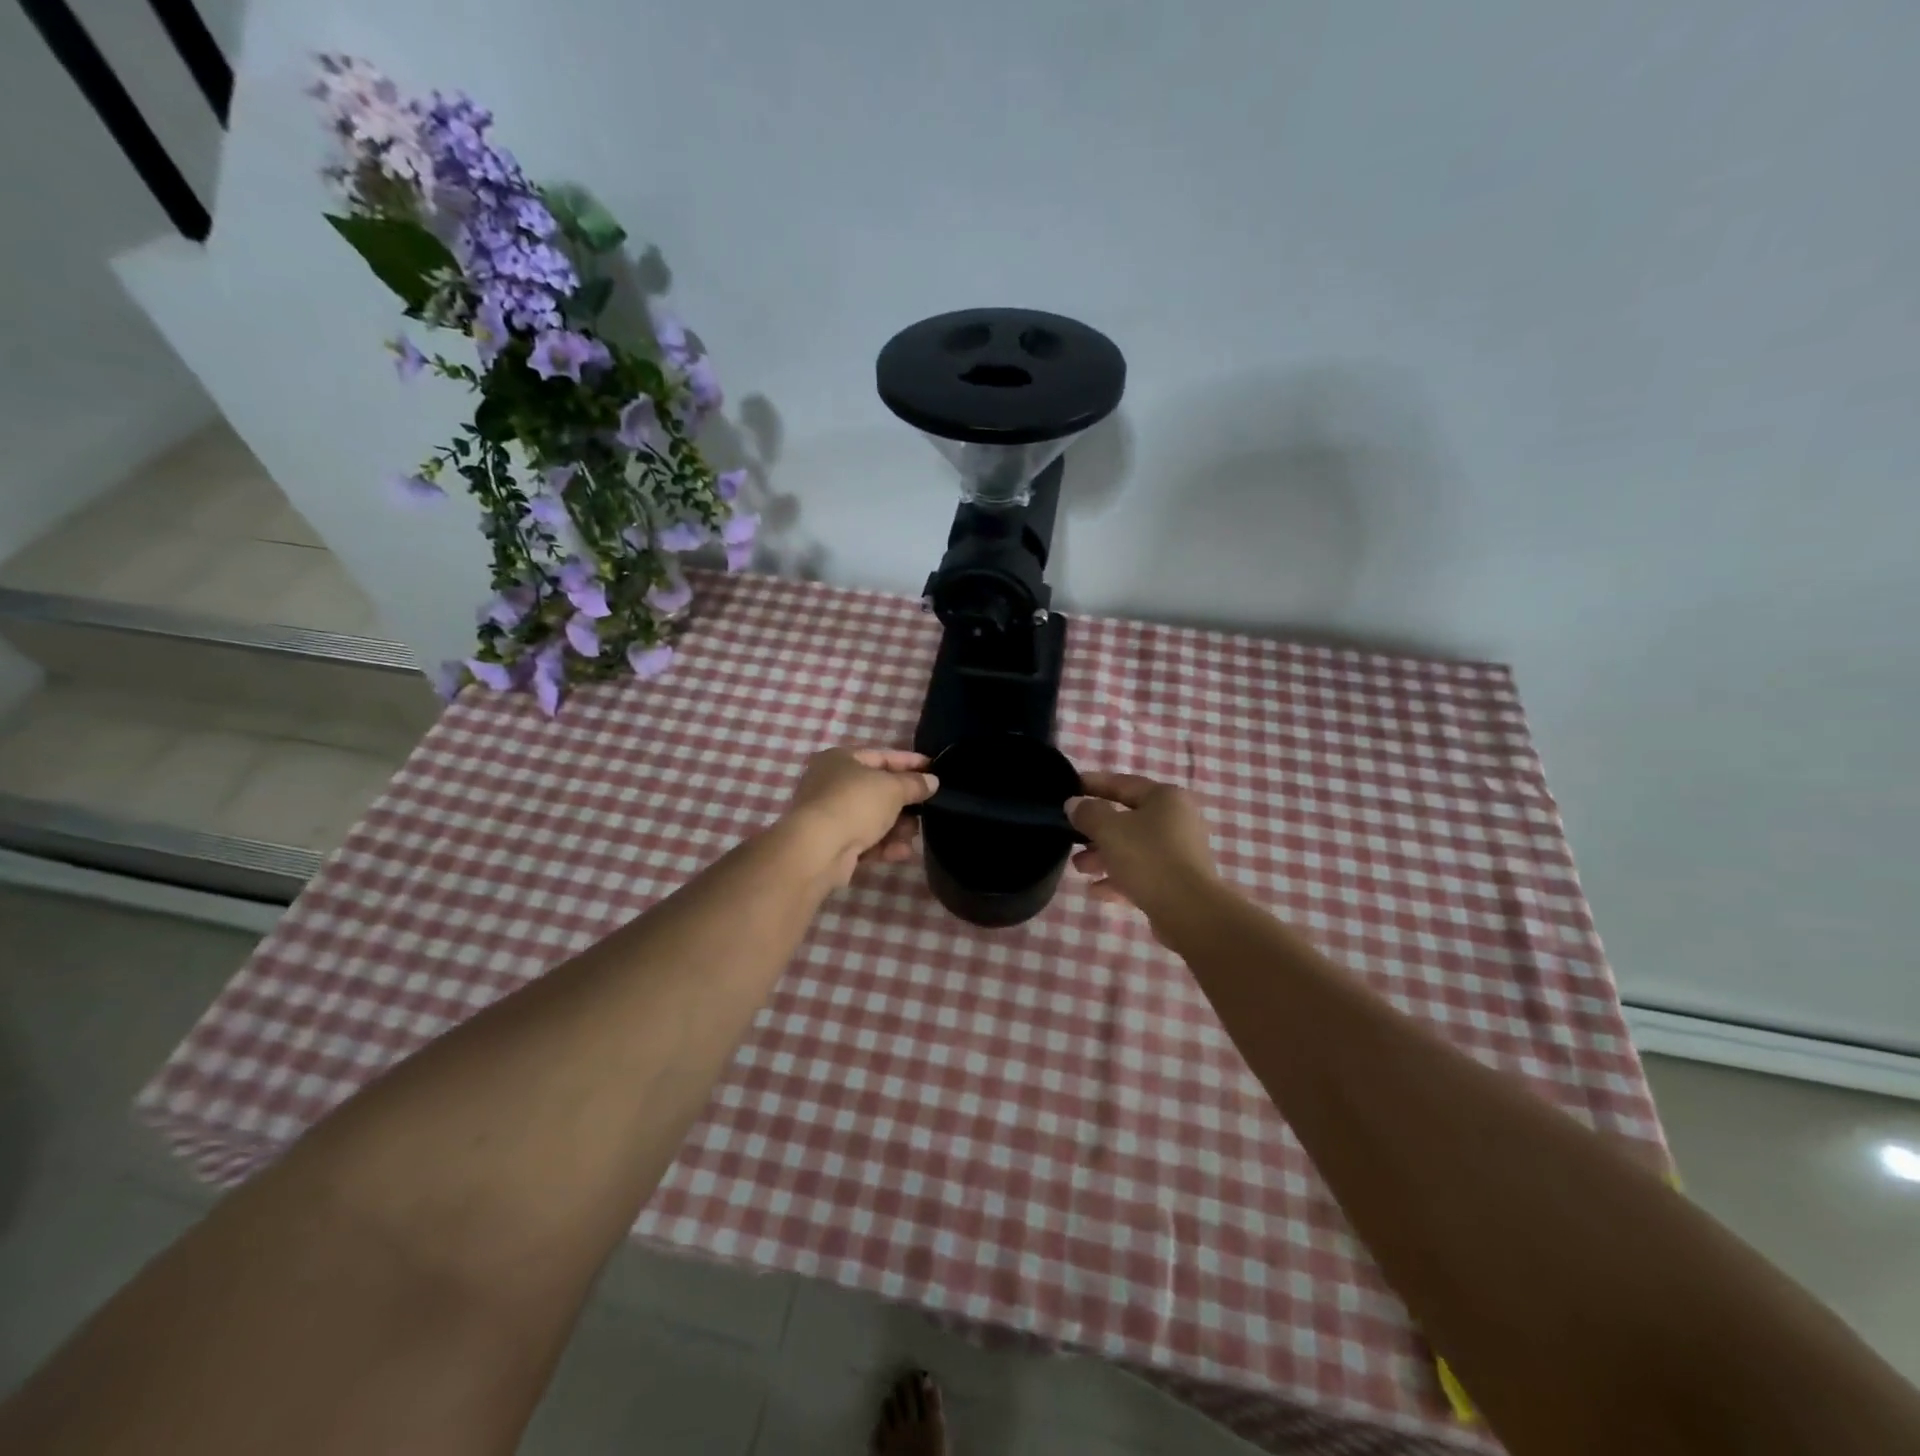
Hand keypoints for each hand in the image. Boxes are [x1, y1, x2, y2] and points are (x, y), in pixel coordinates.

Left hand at [782, 747, 938, 885]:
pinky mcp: (832, 844)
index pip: (882, 756)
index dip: (910, 762)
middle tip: (928, 808)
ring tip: (914, 834)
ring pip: (872, 818)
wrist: (818, 849)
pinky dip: (884, 845)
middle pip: (877, 790)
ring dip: (897, 826)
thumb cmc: (855, 804)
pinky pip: (865, 840)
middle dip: (904, 802)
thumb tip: (932, 781)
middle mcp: (831, 784)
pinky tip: (903, 852)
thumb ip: (915, 784)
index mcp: (840, 759)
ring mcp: (830, 815)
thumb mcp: (893, 788)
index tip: (934, 768)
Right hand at [1067, 772, 1223, 931]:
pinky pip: (1142, 873)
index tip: (1069, 787)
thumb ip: (1088, 813)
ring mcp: (1179, 853)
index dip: (1094, 784)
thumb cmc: (1148, 858)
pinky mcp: (1177, 881)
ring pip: (1133, 848)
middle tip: (1070, 835)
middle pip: (1128, 819)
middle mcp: (1177, 820)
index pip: (1123, 783)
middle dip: (1095, 829)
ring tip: (1079, 867)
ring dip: (1103, 856)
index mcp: (1165, 798)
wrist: (1189, 910)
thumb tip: (1074, 804)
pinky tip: (1096, 891)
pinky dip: (1119, 878)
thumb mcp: (1109, 829)